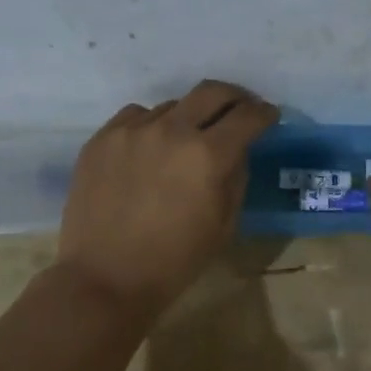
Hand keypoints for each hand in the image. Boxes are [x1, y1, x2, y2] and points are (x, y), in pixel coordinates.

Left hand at [58, 80, 277, 317]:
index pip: (247, 117)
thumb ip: (236, 178)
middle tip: (240, 109)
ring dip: (188, 117)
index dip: (264, 113)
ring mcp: (132, 130)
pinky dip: (152, 126)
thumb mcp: (224, 225)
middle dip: (234, 97)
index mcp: (208, 156)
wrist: (105, 278)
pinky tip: (150, 149)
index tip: (269, 116)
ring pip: (172, 105)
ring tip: (187, 140)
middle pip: (212, 92)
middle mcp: (171, 130)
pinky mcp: (102, 138)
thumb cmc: (175, 261)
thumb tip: (237, 150)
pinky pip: (136, 117)